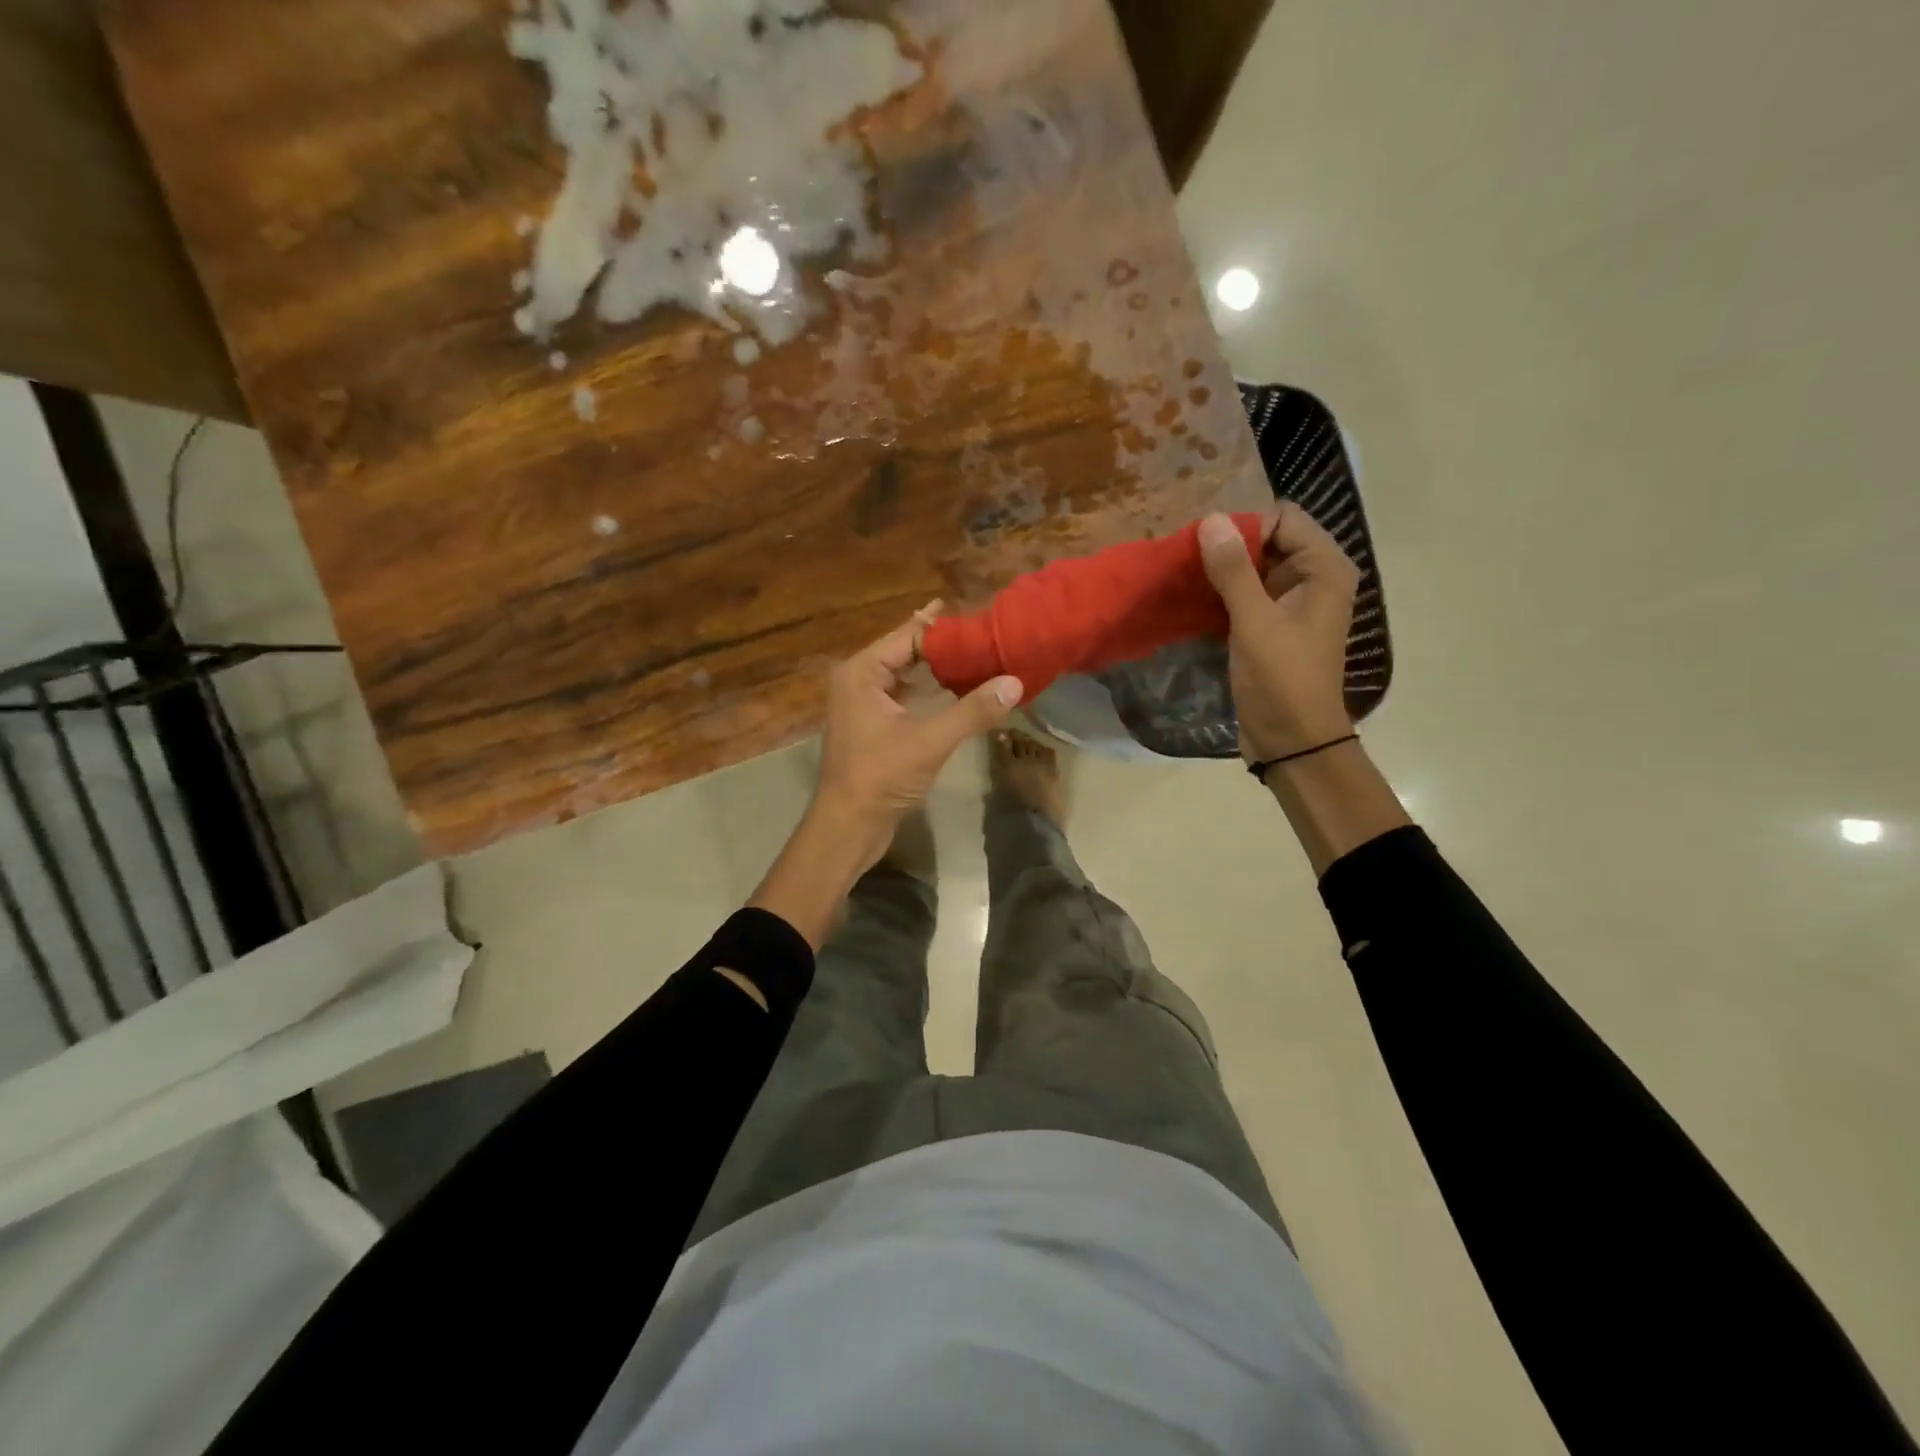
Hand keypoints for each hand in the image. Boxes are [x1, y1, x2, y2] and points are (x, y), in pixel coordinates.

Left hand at [812, 601, 1023, 853]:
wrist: (847, 827)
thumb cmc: (880, 778)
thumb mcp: (929, 742)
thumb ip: (972, 711)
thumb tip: (1015, 682)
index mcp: (861, 673)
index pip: (908, 636)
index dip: (944, 628)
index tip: (980, 618)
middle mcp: (858, 681)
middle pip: (905, 651)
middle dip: (942, 644)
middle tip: (984, 634)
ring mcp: (863, 704)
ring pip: (906, 675)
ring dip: (937, 668)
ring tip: (977, 656)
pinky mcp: (873, 726)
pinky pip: (904, 696)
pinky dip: (929, 691)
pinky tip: (957, 690)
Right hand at [1198, 505, 1359, 762]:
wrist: (1292, 740)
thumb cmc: (1282, 679)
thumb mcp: (1255, 622)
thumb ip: (1233, 570)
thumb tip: (1211, 520)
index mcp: (1324, 569)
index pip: (1284, 518)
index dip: (1245, 522)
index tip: (1203, 539)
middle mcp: (1312, 578)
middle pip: (1267, 539)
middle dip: (1227, 543)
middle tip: (1183, 552)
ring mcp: (1290, 603)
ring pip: (1251, 567)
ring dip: (1219, 569)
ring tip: (1180, 570)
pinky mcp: (1269, 625)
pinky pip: (1243, 593)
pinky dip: (1219, 592)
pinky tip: (1189, 595)